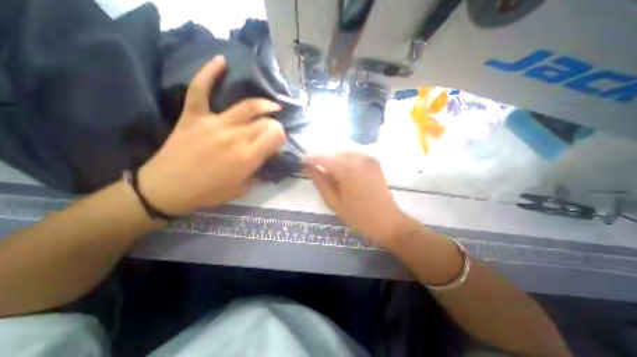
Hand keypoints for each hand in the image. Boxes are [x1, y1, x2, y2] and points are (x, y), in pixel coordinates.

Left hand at [143, 55, 289, 213]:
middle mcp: (235, 137)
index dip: (281, 135)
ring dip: (264, 104)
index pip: (275, 136)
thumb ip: (257, 170)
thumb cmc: (208, 192)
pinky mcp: (194, 116)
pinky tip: (222, 61)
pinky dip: (210, 73)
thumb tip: (265, 156)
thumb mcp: (241, 188)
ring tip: (272, 105)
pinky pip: (201, 90)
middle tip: (273, 130)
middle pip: (264, 122)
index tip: (280, 140)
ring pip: (246, 106)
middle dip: (274, 125)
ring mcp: (214, 124)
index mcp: (247, 157)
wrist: (167, 189)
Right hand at [305, 150, 412, 245]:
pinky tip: (338, 165)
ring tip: (324, 167)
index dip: (308, 159)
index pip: (321, 156)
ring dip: (329, 154)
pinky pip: (351, 150)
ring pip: (340, 147)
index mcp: (347, 168)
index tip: (301, 165)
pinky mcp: (372, 157)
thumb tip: (308, 166)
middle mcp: (358, 155)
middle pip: (330, 148)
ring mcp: (367, 154)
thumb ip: (319, 180)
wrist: (387, 219)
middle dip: (318, 156)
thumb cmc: (358, 215)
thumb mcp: (333, 201)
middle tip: (311, 167)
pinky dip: (341, 154)